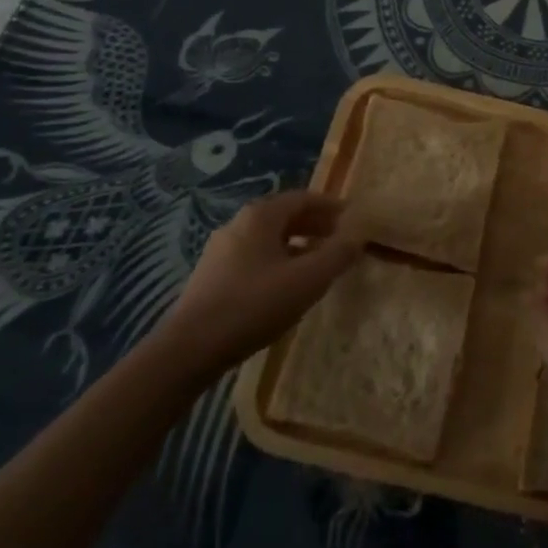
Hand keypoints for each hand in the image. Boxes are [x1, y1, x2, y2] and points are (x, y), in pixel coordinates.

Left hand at [155, 190, 360, 374]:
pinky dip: (278, 262)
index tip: (354, 219)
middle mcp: (239, 223)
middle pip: (286, 216)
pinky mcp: (212, 277)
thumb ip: (338, 255)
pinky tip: (286, 287)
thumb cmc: (254, 304)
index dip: (333, 207)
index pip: (305, 198)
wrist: (189, 349)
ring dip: (298, 246)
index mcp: (261, 215)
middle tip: (341, 241)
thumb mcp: (308, 280)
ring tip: (318, 265)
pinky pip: (255, 258)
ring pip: (269, 239)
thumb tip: (358, 236)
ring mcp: (221, 250)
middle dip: (316, 225)